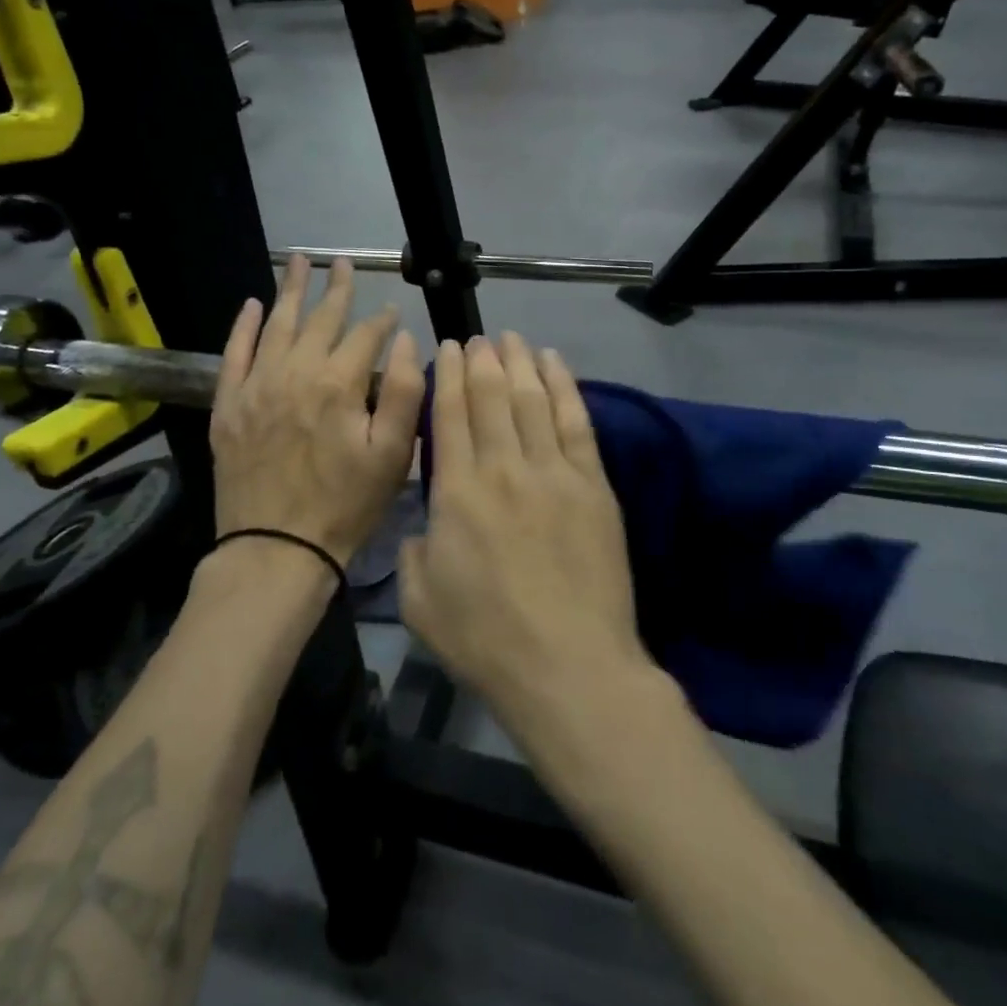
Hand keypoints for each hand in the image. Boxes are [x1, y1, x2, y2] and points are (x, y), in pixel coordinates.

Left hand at [209, 255, 423, 565]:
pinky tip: (253, 304)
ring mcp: (256, 386)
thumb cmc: (344, 505)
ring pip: (277, 325)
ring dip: (290, 290)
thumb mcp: (392, 456)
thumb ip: (403, 392)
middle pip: (319, 319)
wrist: (276, 548)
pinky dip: (245, 326)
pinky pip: (235, 353)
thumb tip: (405, 341)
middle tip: (341, 261)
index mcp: (338, 384)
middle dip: (336, 288)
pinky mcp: (228, 405)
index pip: (366, 336)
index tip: (392, 311)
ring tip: (297, 260)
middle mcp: (295, 372)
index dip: (383, 320)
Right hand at [400, 333, 649, 725]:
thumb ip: (414, 550)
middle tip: (477, 337)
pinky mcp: (593, 485)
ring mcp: (554, 472)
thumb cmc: (485, 640)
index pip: (450, 414)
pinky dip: (564, 386)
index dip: (448, 375)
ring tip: (513, 338)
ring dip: (520, 363)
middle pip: (491, 396)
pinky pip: (576, 421)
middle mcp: (504, 468)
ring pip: (533, 399)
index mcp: (457, 492)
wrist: (568, 668)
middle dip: (482, 360)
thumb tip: (425, 521)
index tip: (447, 348)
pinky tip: (556, 364)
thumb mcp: (420, 601)